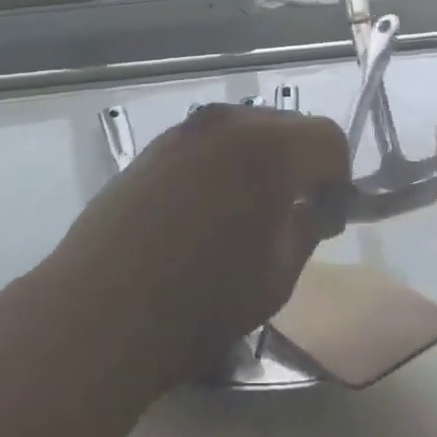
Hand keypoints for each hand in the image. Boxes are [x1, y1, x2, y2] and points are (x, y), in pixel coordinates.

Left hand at [52, 103, 351, 387]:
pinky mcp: (150, 150)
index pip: (328, 138)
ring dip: (258, 164)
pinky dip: (220, 167)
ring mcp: (183, 132)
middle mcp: (227, 123)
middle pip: (285, 127)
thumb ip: (306, 228)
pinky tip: (203, 214)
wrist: (98, 313)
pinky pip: (205, 146)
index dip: (338, 177)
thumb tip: (313, 207)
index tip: (327, 217)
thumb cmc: (201, 301)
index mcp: (269, 147)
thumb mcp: (277, 275)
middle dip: (300, 164)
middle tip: (291, 215)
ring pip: (242, 133)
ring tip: (244, 215)